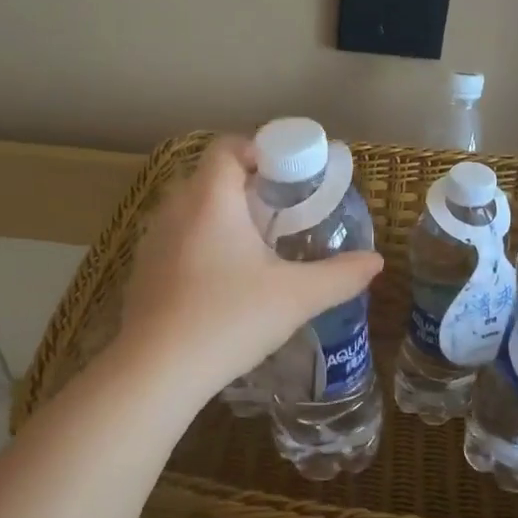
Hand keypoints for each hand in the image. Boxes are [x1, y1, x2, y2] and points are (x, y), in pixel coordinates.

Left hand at [115, 135, 383, 400]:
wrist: (157, 370)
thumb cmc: (229, 319)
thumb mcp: (296, 298)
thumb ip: (340, 276)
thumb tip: (375, 262)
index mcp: (210, 199)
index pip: (229, 147)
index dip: (260, 152)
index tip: (289, 179)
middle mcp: (174, 208)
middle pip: (211, 178)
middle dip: (247, 189)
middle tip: (281, 216)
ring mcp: (152, 240)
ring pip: (191, 211)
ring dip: (222, 220)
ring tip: (254, 250)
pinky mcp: (142, 271)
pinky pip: (176, 241)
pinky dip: (200, 247)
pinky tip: (220, 284)